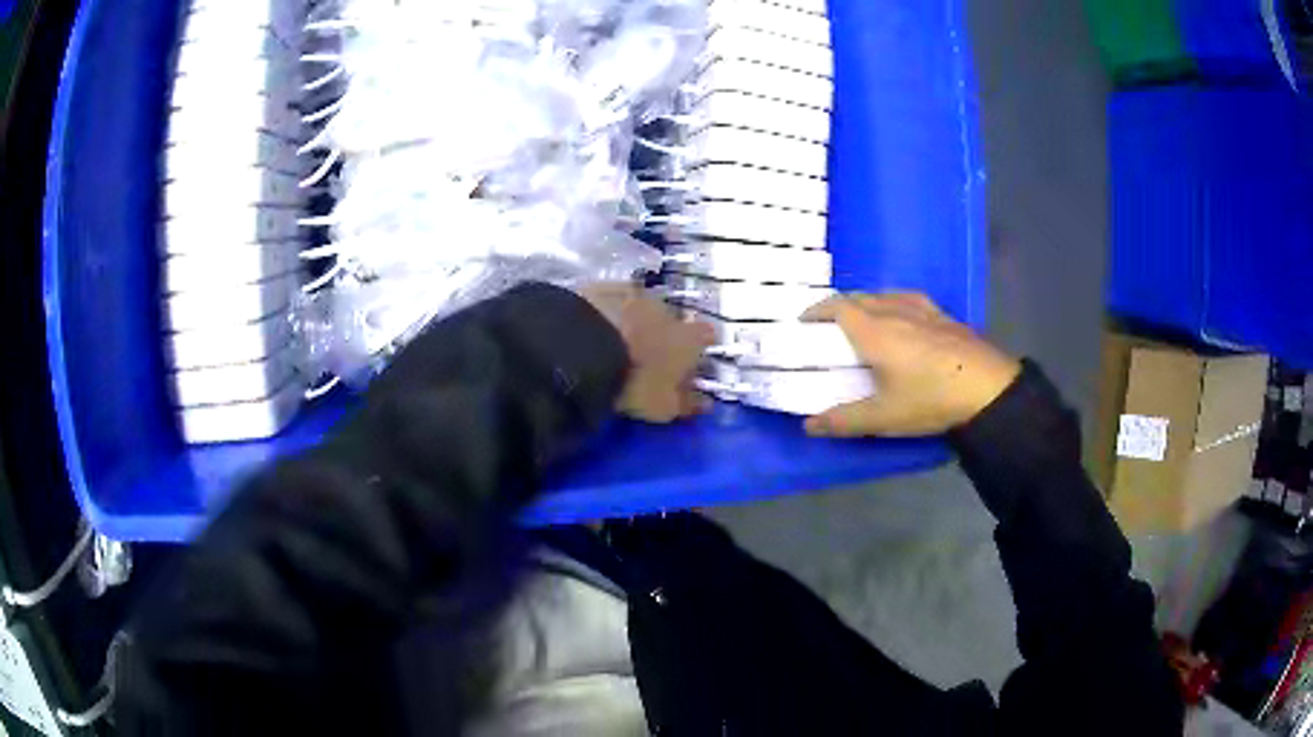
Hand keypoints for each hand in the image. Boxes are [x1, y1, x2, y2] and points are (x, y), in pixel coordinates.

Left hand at [580, 283, 714, 422]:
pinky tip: (594, 326)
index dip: (700, 347)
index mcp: (689, 337)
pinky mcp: (601, 287)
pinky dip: (607, 311)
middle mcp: (667, 309)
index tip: (690, 361)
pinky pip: (610, 299)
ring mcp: (634, 294)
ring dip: (634, 321)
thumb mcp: (663, 406)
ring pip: (640, 306)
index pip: (706, 336)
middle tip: (647, 354)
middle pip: (672, 318)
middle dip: (663, 332)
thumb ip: (687, 403)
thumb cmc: (635, 383)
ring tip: (616, 341)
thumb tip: (705, 403)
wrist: (585, 349)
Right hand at [801, 292, 1020, 437]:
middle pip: (858, 297)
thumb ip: (844, 421)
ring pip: (883, 295)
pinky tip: (901, 317)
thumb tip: (808, 426)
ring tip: (861, 321)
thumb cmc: (930, 400)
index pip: (837, 307)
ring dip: (864, 302)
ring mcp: (922, 309)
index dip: (817, 310)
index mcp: (874, 331)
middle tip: (829, 327)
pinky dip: (891, 303)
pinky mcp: (942, 314)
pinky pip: (907, 298)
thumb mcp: (884, 417)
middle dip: (837, 306)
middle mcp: (894, 311)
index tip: (804, 322)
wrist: (988, 388)